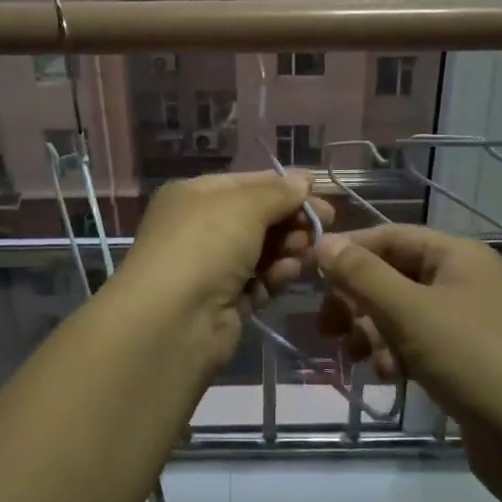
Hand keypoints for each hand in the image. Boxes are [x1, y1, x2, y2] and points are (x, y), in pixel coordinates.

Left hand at [113, 171, 332, 377]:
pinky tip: (290, 273)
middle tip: (326, 224)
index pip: (247, 182)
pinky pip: (258, 281)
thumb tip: (302, 181)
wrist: (174, 320)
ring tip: (309, 250)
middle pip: (256, 217)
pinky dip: (276, 275)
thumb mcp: (244, 206)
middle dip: (291, 219)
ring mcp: (210, 266)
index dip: (284, 185)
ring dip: (288, 247)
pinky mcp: (223, 302)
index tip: (321, 191)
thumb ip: (278, 193)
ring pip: (261, 250)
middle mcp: (199, 228)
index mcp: (194, 196)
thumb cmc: (206, 245)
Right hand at [314, 226, 501, 501]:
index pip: (390, 236)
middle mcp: (464, 281)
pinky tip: (387, 377)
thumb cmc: (476, 361)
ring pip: (402, 314)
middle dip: (357, 300)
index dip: (349, 251)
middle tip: (327, 328)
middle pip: (393, 276)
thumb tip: (322, 242)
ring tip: (358, 358)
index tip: (309, 274)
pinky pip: (419, 344)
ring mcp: (468, 323)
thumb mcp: (410, 312)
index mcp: (457, 255)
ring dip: (373, 331)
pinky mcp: (468, 362)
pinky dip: (396, 355)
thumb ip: (362, 275)